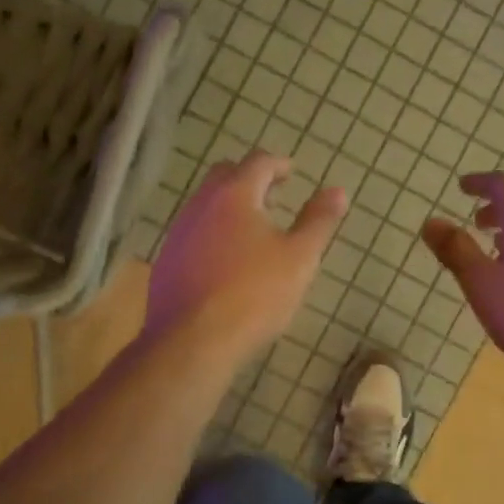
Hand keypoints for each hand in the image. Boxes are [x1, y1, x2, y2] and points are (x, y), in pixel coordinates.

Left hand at [145, 151, 346, 366]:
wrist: (193, 341)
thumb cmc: (255, 294)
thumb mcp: (300, 258)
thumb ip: (318, 221)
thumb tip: (337, 191)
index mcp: (235, 195)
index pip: (258, 162)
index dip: (278, 164)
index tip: (291, 172)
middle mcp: (201, 204)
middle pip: (225, 176)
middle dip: (250, 180)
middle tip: (272, 197)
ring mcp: (179, 233)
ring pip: (205, 205)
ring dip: (229, 208)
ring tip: (252, 230)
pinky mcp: (166, 261)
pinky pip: (193, 234)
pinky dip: (213, 234)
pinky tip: (225, 261)